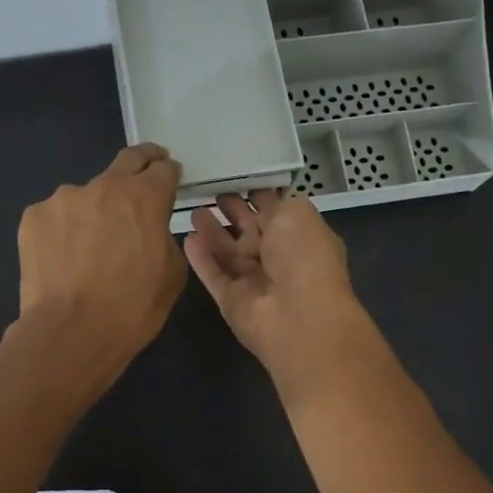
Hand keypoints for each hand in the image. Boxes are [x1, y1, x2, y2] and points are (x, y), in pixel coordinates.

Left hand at [11, 143, 186, 394]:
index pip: (164, 169)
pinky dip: (64, 230)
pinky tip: (64, 258)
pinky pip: (57, 216)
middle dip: (141, 163)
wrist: (70, 332)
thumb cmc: (132, 309)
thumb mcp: (172, 276)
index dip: (169, 174)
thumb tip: (152, 230)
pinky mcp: (33, 217)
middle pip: (127, 160)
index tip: (169, 180)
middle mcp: (104, 186)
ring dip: (95, 209)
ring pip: (87, 194)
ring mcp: (64, 199)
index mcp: (145, 197)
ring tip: (91, 244)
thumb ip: (165, 239)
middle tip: (145, 174)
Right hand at [183, 189, 374, 398]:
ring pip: (228, 252)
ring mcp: (254, 281)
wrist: (299, 315)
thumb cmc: (304, 256)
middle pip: (251, 231)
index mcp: (300, 236)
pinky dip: (201, 258)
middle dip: (233, 211)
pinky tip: (187, 237)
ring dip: (213, 232)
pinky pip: (213, 275)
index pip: (276, 211)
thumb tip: (260, 203)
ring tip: (193, 209)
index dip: (258, 194)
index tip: (237, 176)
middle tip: (211, 191)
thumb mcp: (297, 213)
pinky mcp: (231, 300)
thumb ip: (275, 204)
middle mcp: (279, 258)